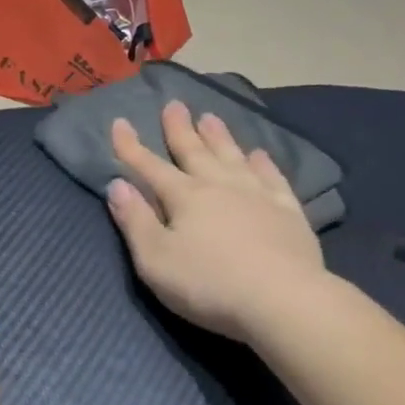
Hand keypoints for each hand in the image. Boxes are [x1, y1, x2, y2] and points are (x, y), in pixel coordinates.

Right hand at [107, 101, 328, 343]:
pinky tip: (259, 154)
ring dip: (219, 136)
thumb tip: (117, 186)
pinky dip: (263, 163)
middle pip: (194, 151)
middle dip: (180, 128)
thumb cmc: (210, 284)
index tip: (120, 122)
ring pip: (232, 156)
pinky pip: (272, 177)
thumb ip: (135, 221)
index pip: (149, 166)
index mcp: (184, 197)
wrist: (283, 300)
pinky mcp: (288, 211)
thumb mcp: (155, 260)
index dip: (130, 146)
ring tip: (210, 117)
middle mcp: (218, 185)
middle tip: (174, 104)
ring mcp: (256, 195)